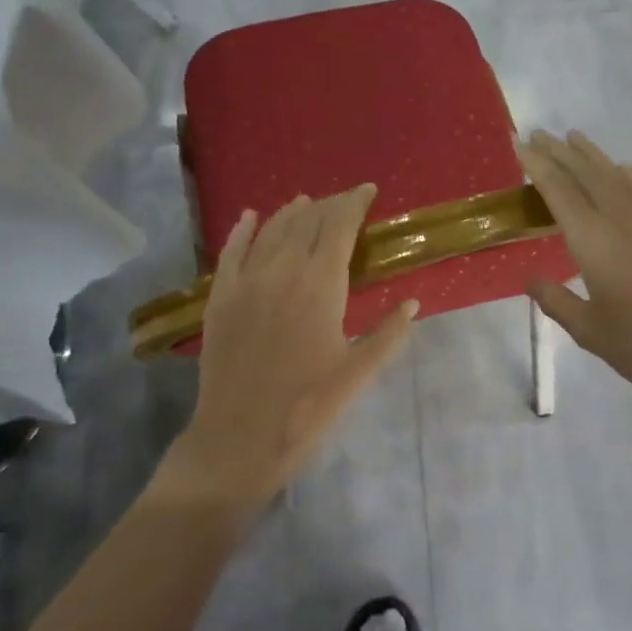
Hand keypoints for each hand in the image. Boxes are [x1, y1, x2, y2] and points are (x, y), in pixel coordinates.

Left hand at [154, 185, 416, 511]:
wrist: (238, 440)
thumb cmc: (307, 410)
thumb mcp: (357, 375)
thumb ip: (388, 334)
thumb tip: (412, 302)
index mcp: (320, 286)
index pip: (339, 227)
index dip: (354, 203)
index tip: (368, 190)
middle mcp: (281, 272)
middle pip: (307, 222)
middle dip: (328, 205)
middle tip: (345, 201)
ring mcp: (245, 282)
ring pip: (271, 231)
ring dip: (292, 212)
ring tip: (307, 202)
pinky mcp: (219, 298)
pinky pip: (231, 251)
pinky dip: (243, 230)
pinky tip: (251, 216)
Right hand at [518, 130, 631, 418]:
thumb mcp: (590, 332)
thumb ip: (557, 301)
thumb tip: (531, 280)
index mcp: (596, 243)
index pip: (561, 193)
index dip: (539, 167)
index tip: (521, 144)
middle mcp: (624, 222)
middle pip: (589, 175)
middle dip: (562, 152)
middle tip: (540, 133)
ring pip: (618, 178)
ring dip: (593, 156)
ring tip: (574, 137)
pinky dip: (624, 176)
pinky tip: (621, 171)